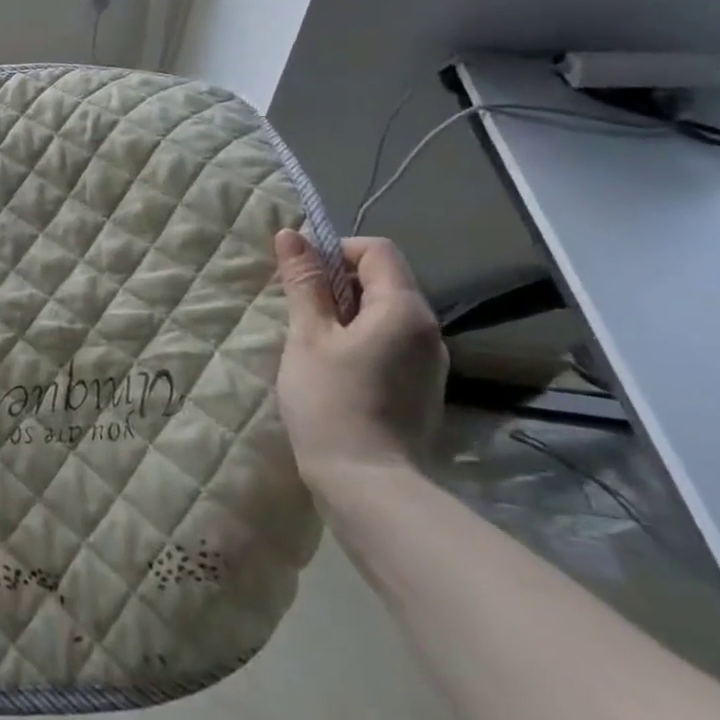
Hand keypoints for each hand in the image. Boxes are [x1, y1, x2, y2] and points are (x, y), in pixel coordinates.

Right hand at [273, 230, 446, 494]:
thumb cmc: (331, 402)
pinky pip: (389, 341)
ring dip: (344, 312)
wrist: (368, 485)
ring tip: (309, 340)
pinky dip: (358, 338)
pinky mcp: (420, 387)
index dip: (334, 251)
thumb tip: (291, 234)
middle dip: (336, 283)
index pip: (376, 251)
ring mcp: (428, 362)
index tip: (300, 277)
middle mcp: (427, 331)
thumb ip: (304, 283)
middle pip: (382, 280)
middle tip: (296, 309)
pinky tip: (331, 367)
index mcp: (404, 310)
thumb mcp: (307, 336)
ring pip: (383, 313)